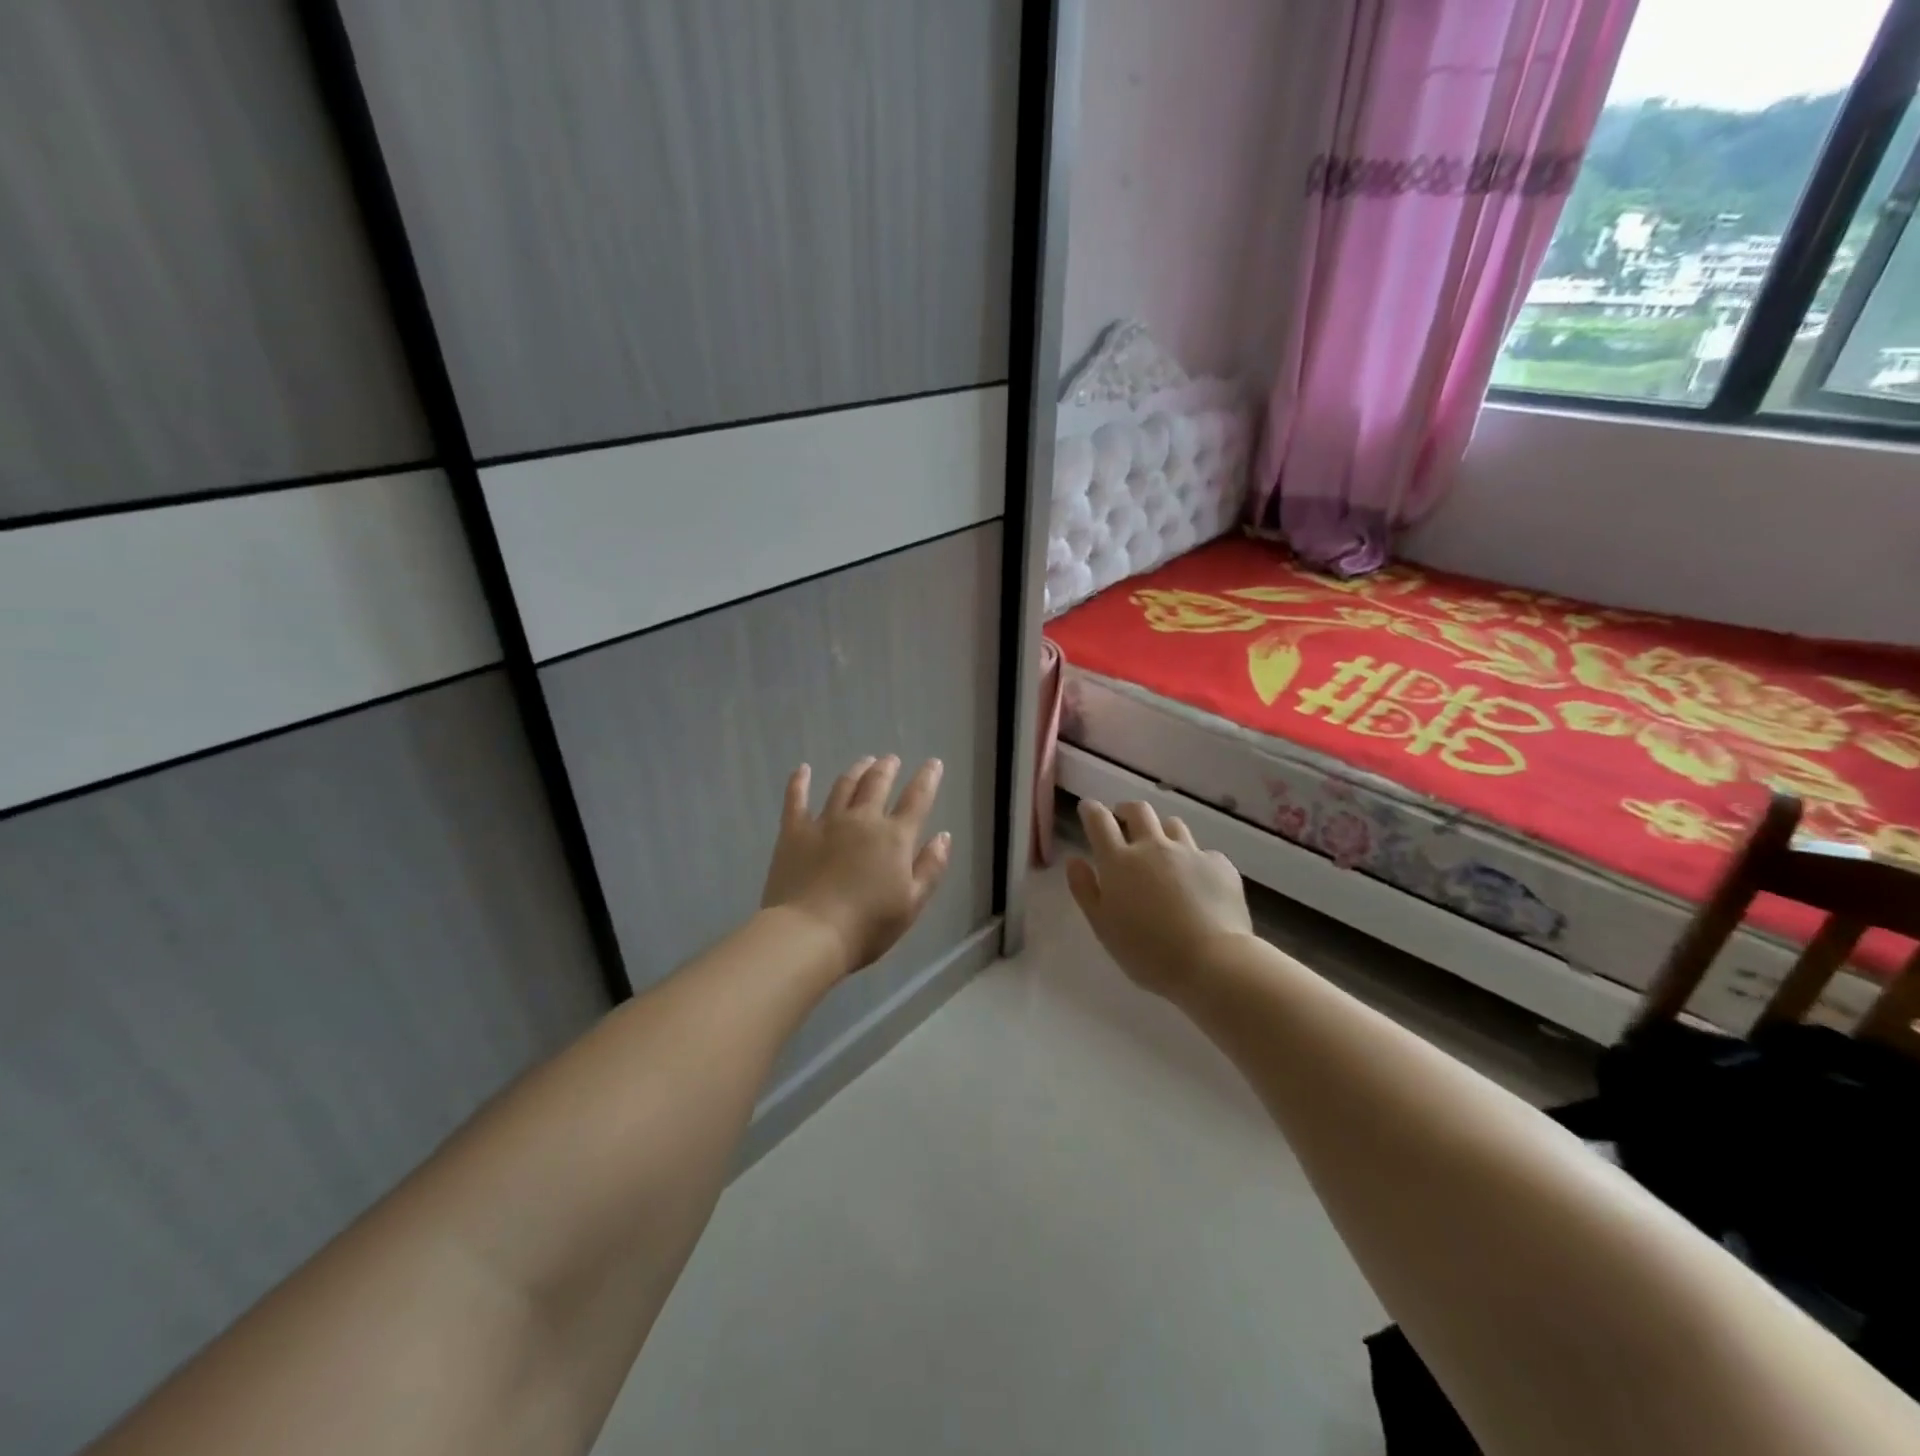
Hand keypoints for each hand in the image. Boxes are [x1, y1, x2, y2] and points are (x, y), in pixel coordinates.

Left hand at [760, 755, 952, 973]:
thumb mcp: (912, 903)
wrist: (810, 934)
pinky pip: (796, 799)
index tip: (933, 763)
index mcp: (894, 837)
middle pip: (877, 784)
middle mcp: (862, 820)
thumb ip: (930, 867)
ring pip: (843, 786)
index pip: (916, 799)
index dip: (927, 778)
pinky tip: (803, 769)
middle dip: (887, 768)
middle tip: (891, 760)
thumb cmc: (868, 925)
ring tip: (863, 762)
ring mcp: (826, 822)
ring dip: (856, 770)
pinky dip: (800, 781)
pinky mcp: (794, 831)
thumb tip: (944, 836)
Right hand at [1067, 799, 1253, 997]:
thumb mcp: (1103, 926)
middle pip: (1139, 811)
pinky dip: (1195, 861)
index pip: (1099, 821)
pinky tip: (1199, 882)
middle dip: (1127, 809)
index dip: (1091, 810)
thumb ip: (1085, 890)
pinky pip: (1203, 853)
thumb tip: (1075, 860)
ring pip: (1173, 825)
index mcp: (1119, 861)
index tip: (1088, 808)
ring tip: (1162, 849)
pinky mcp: (1219, 864)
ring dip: (1162, 831)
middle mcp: (1153, 847)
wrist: (1212, 962)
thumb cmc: (1147, 952)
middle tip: (1123, 818)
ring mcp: (1189, 852)